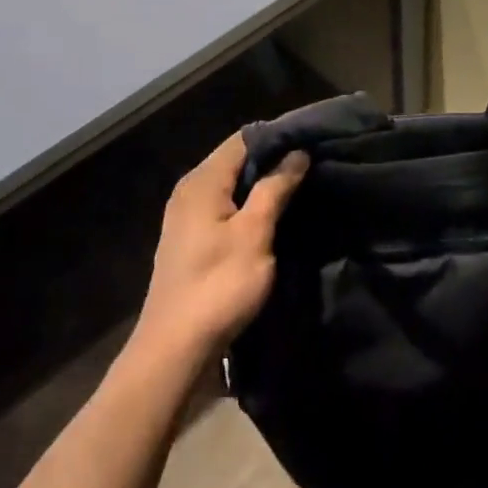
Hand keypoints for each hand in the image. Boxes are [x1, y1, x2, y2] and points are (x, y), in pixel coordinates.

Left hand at [135, 132, 307, 358]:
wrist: (175, 350)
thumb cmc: (219, 286)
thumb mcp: (255, 234)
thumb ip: (275, 188)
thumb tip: (296, 153)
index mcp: (202, 181)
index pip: (244, 139)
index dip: (278, 138)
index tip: (312, 142)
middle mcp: (190, 191)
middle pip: (237, 161)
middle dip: (273, 161)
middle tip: (313, 165)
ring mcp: (186, 217)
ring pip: (232, 186)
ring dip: (263, 185)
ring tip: (301, 188)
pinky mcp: (190, 240)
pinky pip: (225, 207)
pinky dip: (249, 206)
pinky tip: (274, 217)